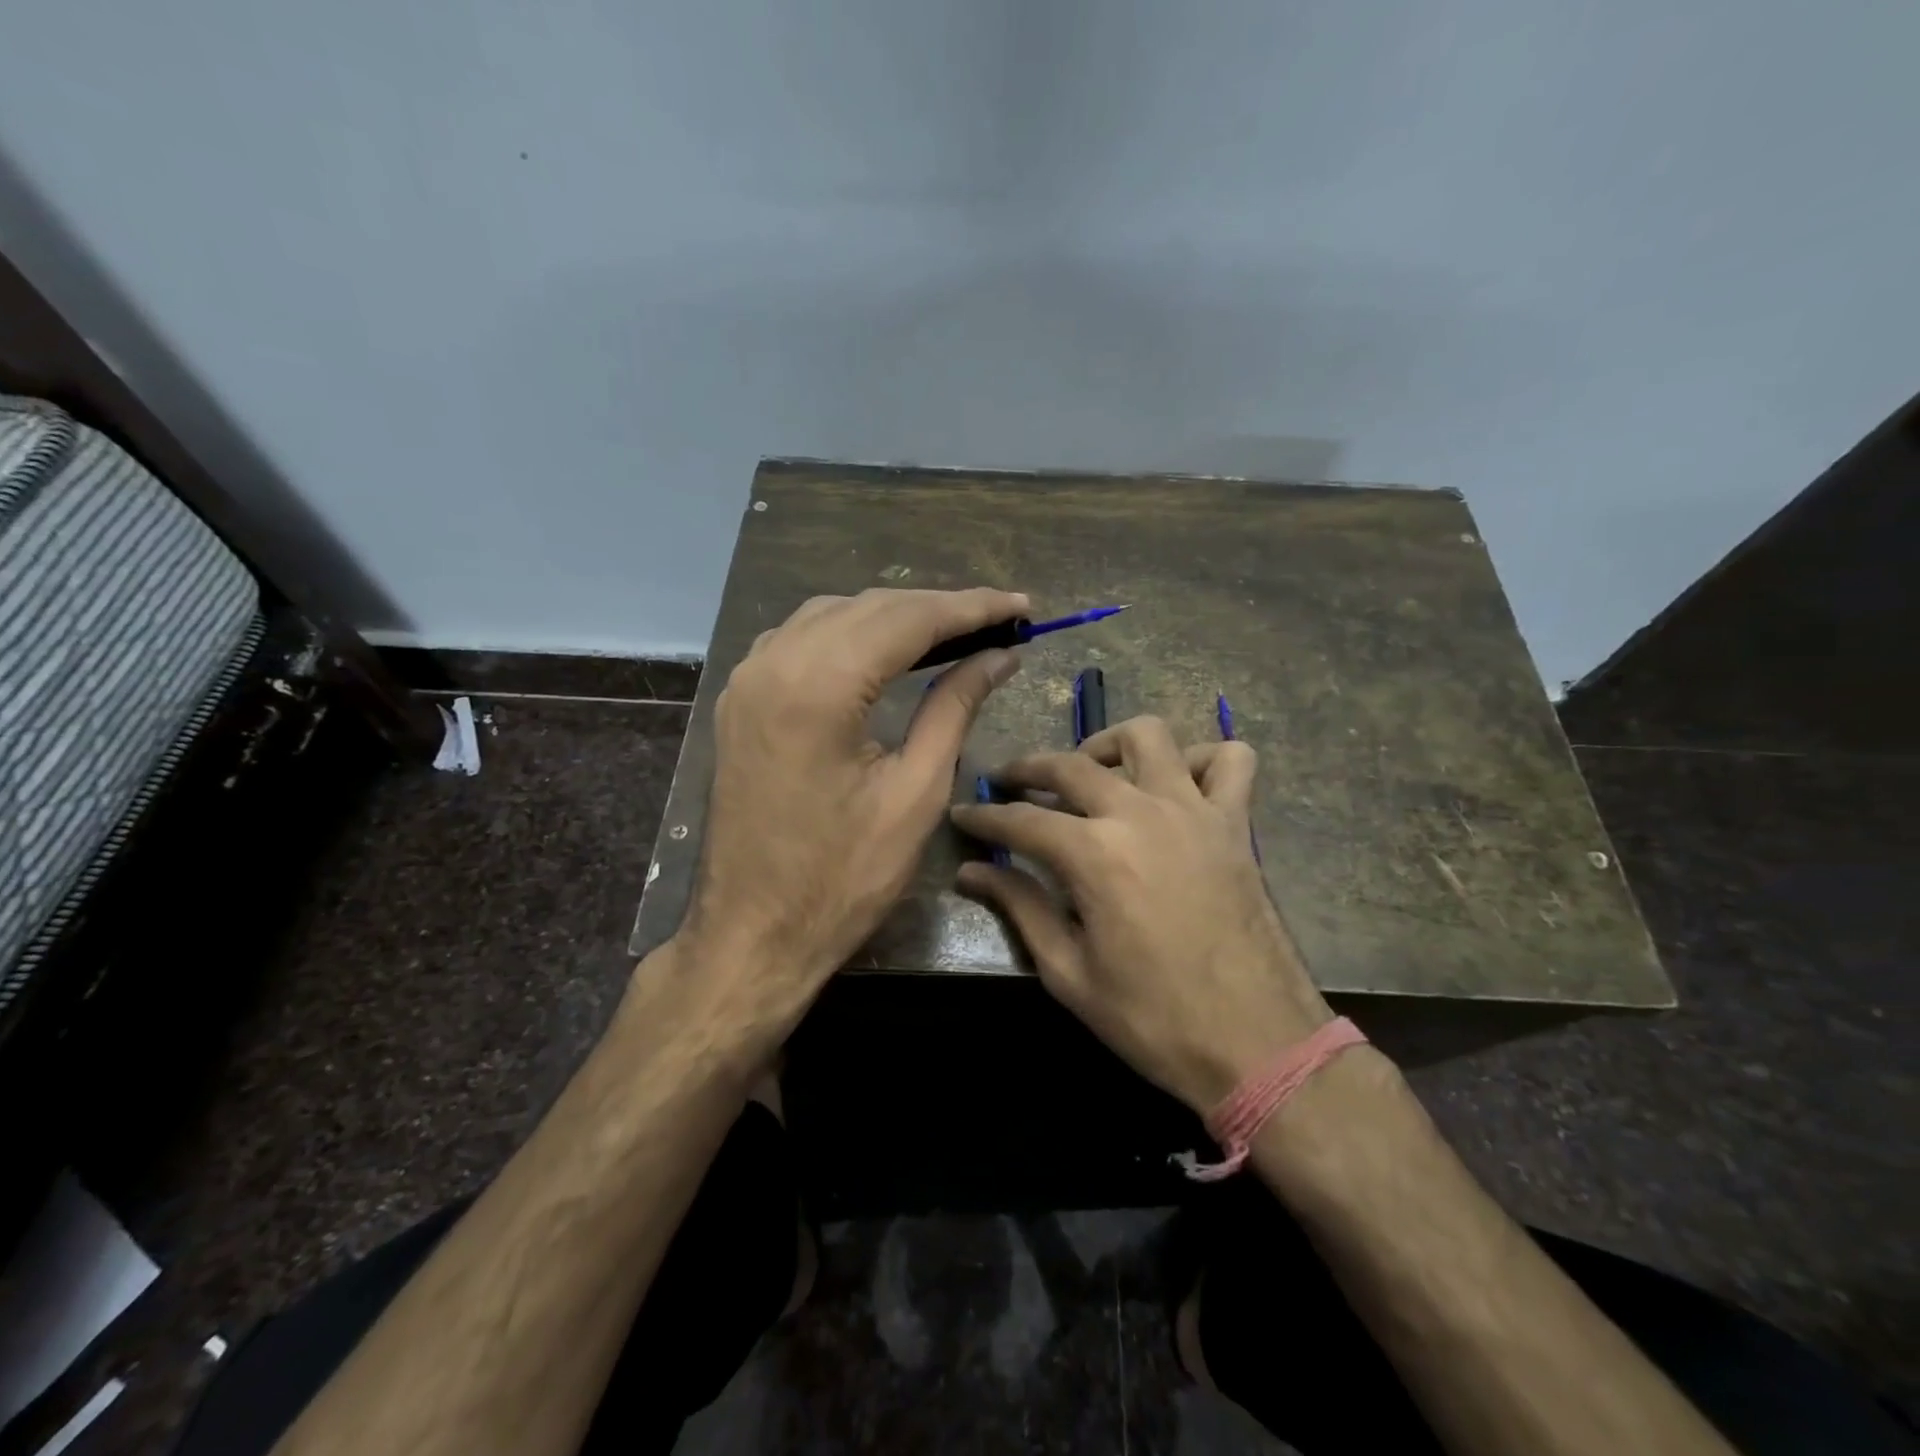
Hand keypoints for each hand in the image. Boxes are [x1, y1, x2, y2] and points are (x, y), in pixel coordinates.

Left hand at [680, 588, 1026, 1037]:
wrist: (752, 934)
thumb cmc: (842, 878)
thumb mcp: (915, 793)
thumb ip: (954, 708)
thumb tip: (998, 656)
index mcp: (819, 687)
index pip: (908, 619)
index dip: (972, 607)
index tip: (1022, 606)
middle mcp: (774, 663)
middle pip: (870, 608)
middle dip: (938, 608)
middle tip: (999, 620)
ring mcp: (748, 678)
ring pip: (833, 616)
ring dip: (894, 618)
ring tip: (954, 633)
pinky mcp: (740, 699)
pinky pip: (801, 640)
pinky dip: (851, 635)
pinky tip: (884, 651)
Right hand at [950, 715, 1330, 1112]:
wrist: (1257, 1045)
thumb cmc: (1153, 1019)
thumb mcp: (1069, 973)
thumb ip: (1020, 908)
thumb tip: (971, 872)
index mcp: (1094, 854)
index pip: (1020, 821)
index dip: (984, 817)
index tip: (962, 815)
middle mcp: (1140, 813)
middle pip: (1070, 765)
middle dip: (1028, 769)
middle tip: (1007, 783)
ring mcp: (1194, 811)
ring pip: (1148, 736)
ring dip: (1110, 745)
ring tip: (1091, 773)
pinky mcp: (1236, 824)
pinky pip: (1229, 760)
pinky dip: (1200, 759)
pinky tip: (1177, 784)